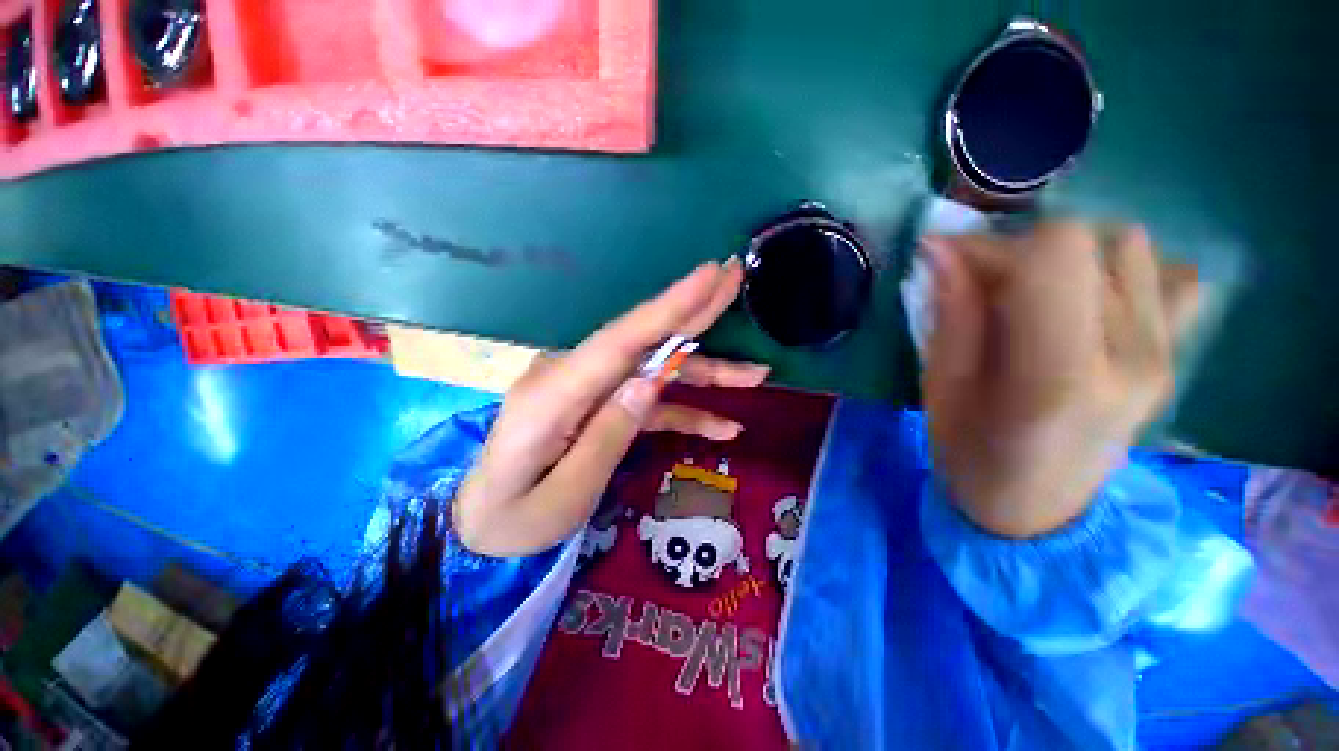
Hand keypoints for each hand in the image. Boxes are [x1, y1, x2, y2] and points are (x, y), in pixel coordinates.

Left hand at [454, 260, 768, 556]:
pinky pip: (649, 401)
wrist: (482, 522)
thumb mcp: (565, 495)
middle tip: (736, 279)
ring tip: (756, 375)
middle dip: (692, 311)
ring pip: (656, 370)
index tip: (710, 275)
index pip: (621, 339)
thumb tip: (651, 383)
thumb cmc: (516, 518)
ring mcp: (590, 388)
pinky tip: (723, 426)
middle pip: (642, 337)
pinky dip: (686, 410)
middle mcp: (573, 376)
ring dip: (705, 372)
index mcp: (554, 394)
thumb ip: (608, 435)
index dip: (669, 307)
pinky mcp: (602, 404)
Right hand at [922, 222, 1199, 537]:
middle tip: (982, 286)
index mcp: (1059, 376)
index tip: (954, 265)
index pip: (1057, 254)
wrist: (1036, 509)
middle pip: (1089, 242)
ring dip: (1069, 258)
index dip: (996, 245)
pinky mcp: (1176, 356)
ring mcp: (1165, 355)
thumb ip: (951, 315)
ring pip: (1129, 248)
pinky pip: (1171, 278)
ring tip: (1034, 296)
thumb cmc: (970, 454)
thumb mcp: (940, 389)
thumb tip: (942, 247)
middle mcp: (1131, 357)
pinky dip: (1125, 272)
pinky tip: (1089, 303)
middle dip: (1021, 250)